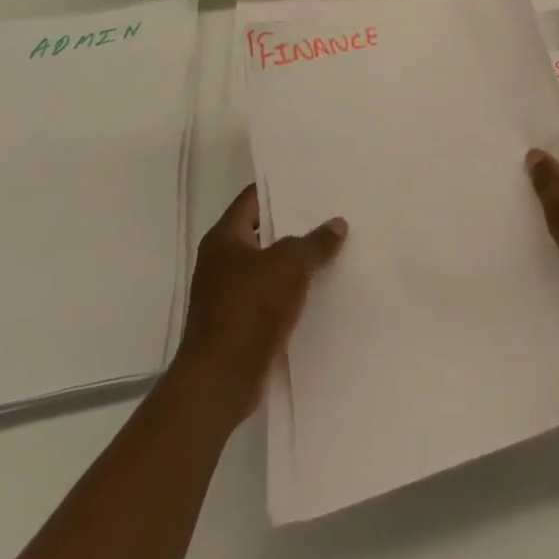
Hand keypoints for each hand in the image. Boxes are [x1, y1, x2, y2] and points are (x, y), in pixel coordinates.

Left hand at [170, 185, 346, 427]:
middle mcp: (222, 262)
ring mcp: (230, 294)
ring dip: (298, 259)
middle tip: (332, 209)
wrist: (222, 379)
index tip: (312, 179)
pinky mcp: (242, 322)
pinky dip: (295, 288)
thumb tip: (336, 224)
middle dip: (296, 223)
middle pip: (264, 231)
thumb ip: (315, 241)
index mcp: (224, 239)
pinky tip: (324, 285)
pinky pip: (274, 294)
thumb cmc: (250, 308)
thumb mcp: (291, 264)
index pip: (253, 199)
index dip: (281, 187)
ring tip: (336, 244)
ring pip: (271, 265)